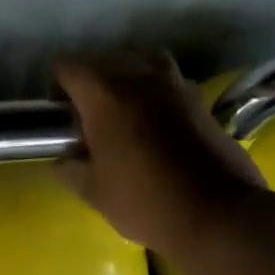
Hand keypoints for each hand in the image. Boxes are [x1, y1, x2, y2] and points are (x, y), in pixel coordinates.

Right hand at [54, 53, 264, 255]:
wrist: (217, 214)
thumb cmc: (145, 201)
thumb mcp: (94, 192)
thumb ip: (70, 168)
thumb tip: (64, 157)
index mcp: (104, 93)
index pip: (67, 66)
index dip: (57, 87)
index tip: (61, 116)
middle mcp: (139, 76)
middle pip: (104, 60)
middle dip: (91, 83)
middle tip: (90, 120)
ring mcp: (175, 83)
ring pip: (141, 63)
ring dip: (127, 80)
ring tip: (125, 114)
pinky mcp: (200, 99)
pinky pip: (168, 81)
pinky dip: (156, 93)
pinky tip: (157, 127)